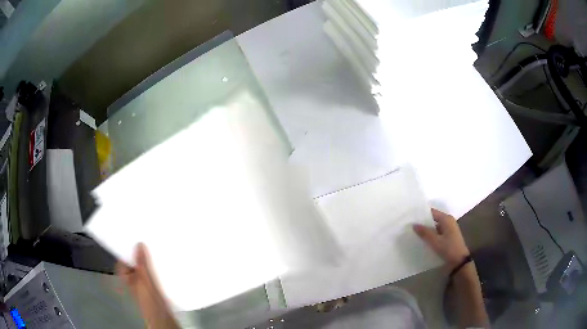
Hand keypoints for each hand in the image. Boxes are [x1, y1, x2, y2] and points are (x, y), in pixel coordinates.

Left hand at [116, 243, 178, 328]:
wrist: (164, 318)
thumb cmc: (150, 301)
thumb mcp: (144, 281)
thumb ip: (141, 264)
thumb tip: (138, 244)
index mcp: (126, 276)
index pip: (123, 258)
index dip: (128, 248)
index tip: (136, 238)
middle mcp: (133, 278)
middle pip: (134, 261)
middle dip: (141, 253)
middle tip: (149, 243)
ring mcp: (143, 282)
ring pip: (145, 267)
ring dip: (150, 261)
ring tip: (158, 251)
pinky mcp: (153, 286)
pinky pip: (153, 272)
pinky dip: (157, 268)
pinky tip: (164, 264)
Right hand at [413, 209, 469, 267]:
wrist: (459, 262)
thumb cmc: (449, 248)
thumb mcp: (435, 241)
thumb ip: (425, 232)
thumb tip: (414, 225)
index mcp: (447, 219)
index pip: (432, 212)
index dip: (422, 214)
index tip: (411, 217)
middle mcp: (448, 222)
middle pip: (433, 219)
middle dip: (423, 223)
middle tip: (410, 226)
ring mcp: (449, 230)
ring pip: (435, 227)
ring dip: (426, 230)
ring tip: (414, 233)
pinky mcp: (448, 237)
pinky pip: (437, 233)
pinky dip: (431, 236)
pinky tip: (423, 240)